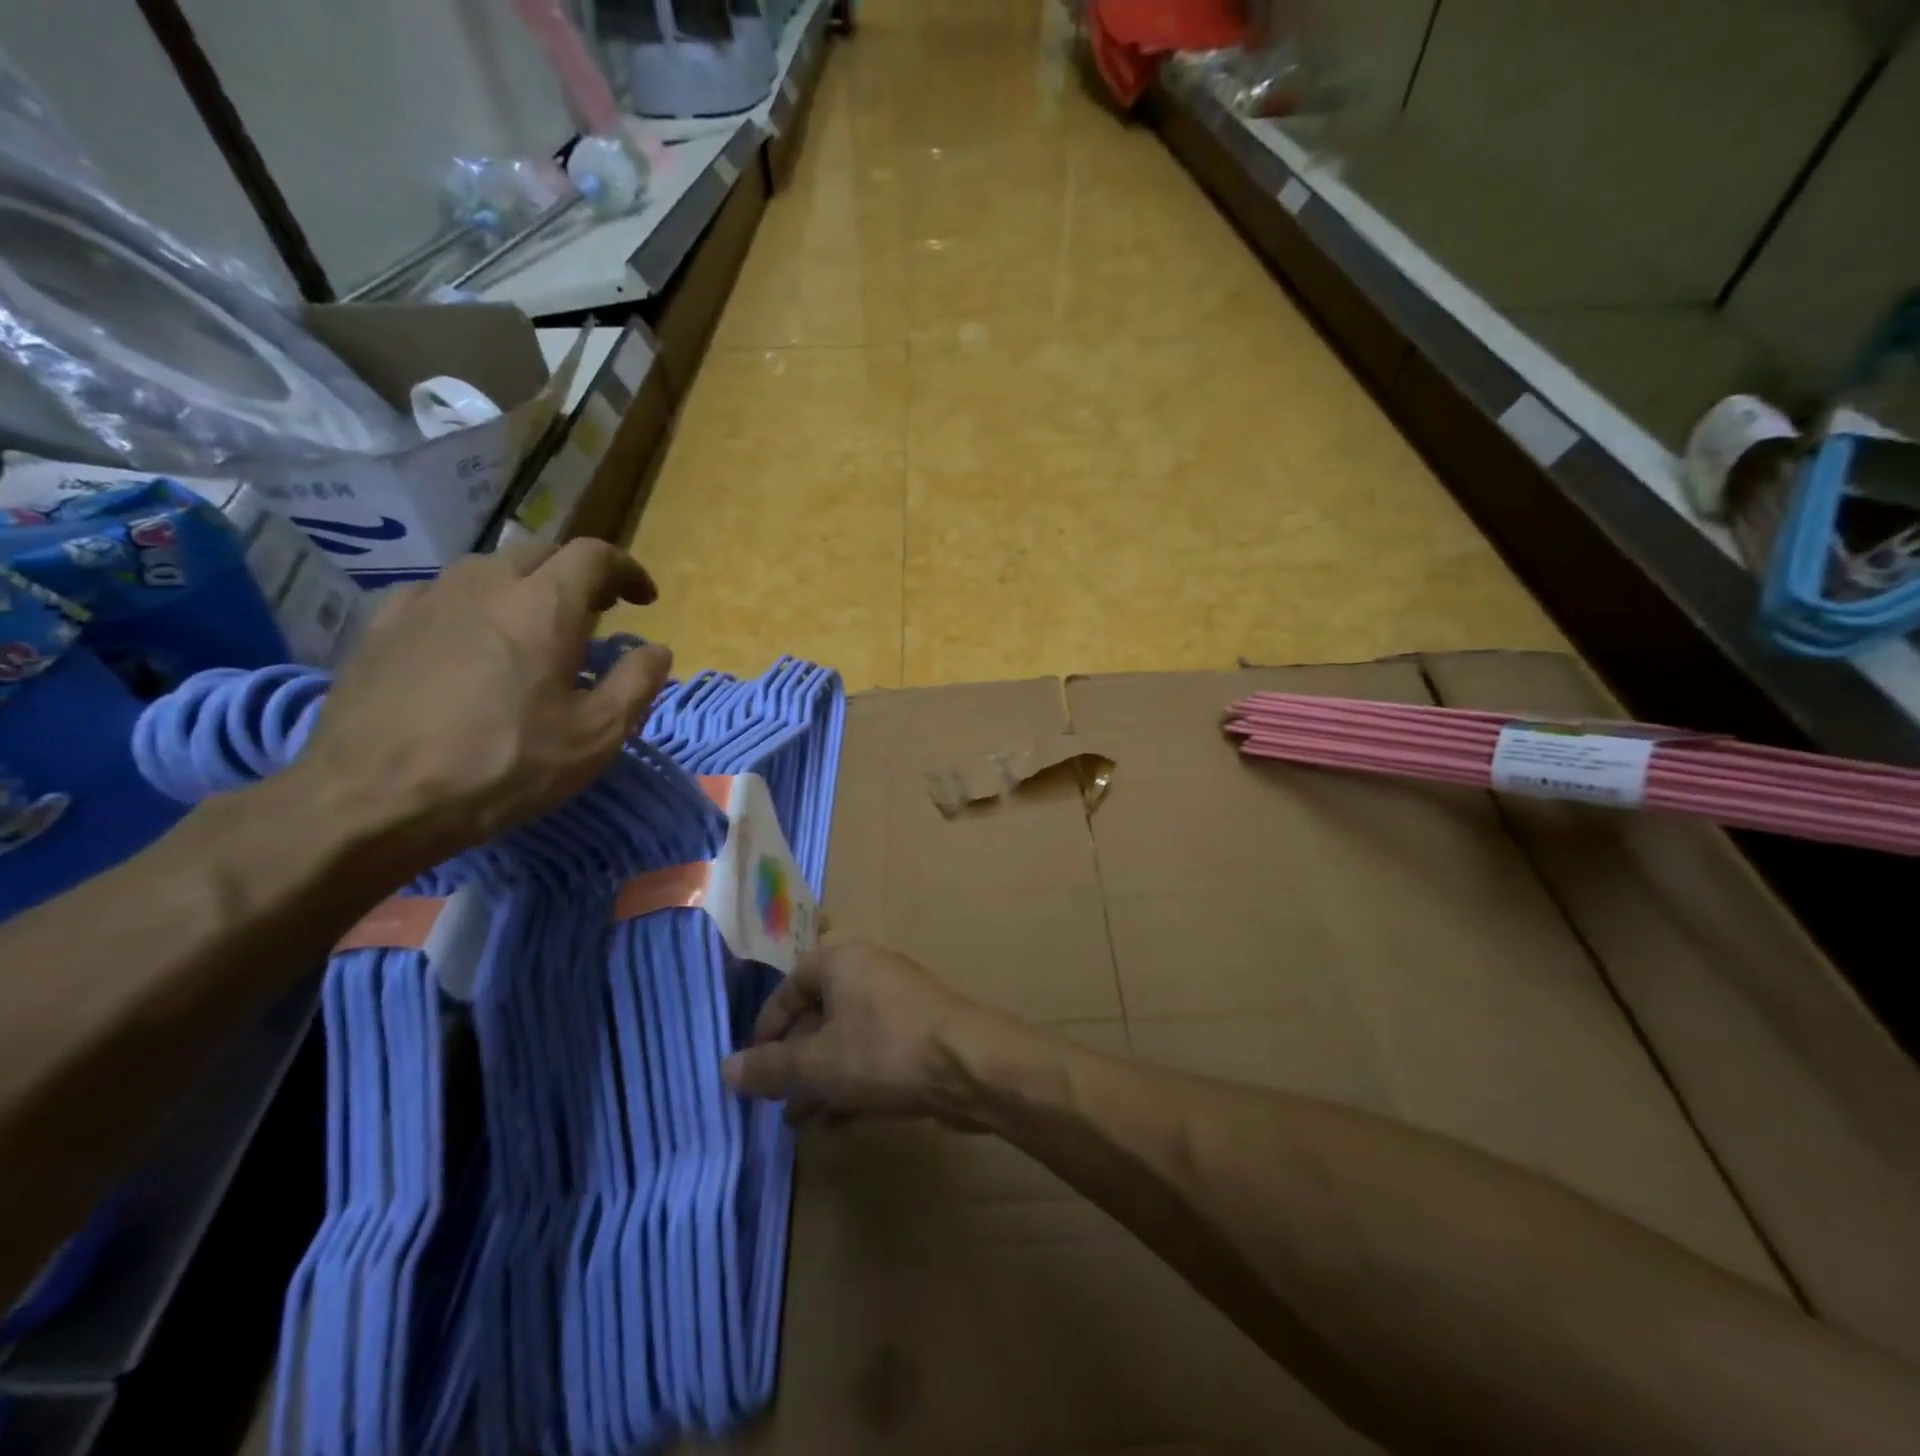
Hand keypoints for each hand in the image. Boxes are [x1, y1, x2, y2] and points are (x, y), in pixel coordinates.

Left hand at [289, 540, 671, 874]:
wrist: (374, 800)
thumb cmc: (504, 767)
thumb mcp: (596, 737)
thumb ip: (637, 684)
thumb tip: (657, 650)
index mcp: (544, 606)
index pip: (595, 555)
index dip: (627, 570)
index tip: (644, 600)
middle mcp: (485, 585)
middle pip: (542, 553)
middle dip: (578, 575)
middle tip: (596, 613)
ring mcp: (427, 599)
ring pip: (489, 568)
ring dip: (525, 586)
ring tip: (534, 627)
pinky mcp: (383, 625)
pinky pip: (440, 593)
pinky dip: (472, 604)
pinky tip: (470, 639)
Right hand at [722, 942, 1004, 1126]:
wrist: (968, 1065)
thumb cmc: (882, 1050)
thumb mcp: (816, 1064)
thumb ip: (769, 1068)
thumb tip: (726, 1070)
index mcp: (841, 961)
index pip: (791, 984)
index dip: (767, 1025)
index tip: (754, 1065)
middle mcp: (870, 970)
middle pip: (819, 1013)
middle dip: (795, 1061)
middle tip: (778, 1100)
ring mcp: (899, 1000)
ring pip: (846, 1037)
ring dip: (822, 1079)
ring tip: (802, 1122)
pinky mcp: (920, 1030)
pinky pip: (874, 1052)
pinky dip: (853, 1081)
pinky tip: (839, 1123)